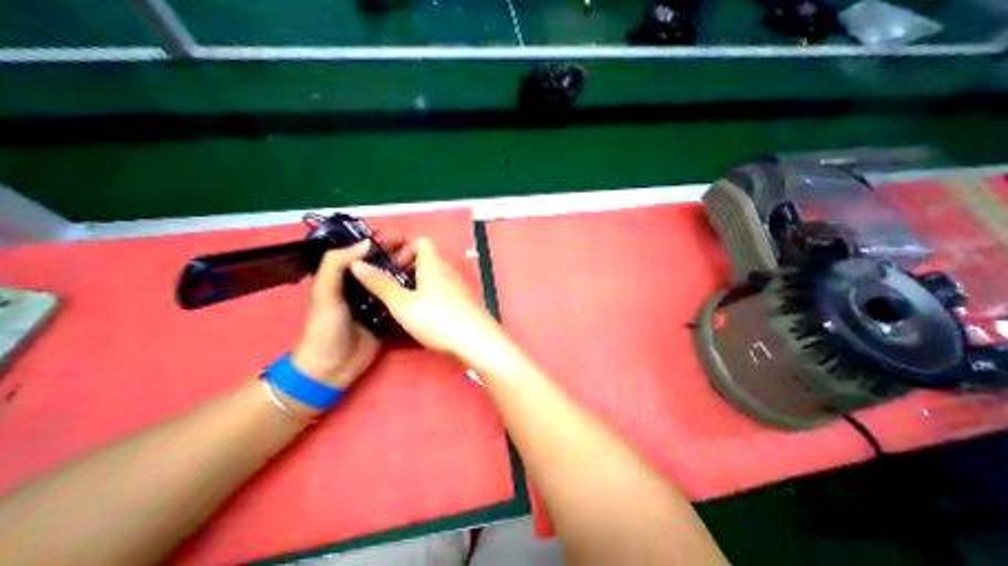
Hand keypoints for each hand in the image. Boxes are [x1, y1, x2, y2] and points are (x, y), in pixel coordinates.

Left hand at [292, 237, 416, 388]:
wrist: (333, 366)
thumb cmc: (325, 327)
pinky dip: (411, 291)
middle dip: (399, 255)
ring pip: (395, 281)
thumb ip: (337, 265)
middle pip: (384, 266)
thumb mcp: (325, 293)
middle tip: (419, 250)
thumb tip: (367, 242)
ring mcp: (378, 302)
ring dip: (408, 271)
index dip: (381, 244)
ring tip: (425, 263)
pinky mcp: (389, 316)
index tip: (400, 237)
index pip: (365, 254)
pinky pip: (401, 299)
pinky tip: (425, 285)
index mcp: (346, 278)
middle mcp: (363, 287)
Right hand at [348, 236, 502, 365]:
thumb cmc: (438, 320)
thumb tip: (356, 264)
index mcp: (434, 265)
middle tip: (391, 284)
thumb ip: (380, 284)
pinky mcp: (464, 300)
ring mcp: (459, 286)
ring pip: (434, 275)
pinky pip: (443, 288)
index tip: (389, 265)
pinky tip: (422, 312)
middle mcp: (448, 271)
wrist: (478, 341)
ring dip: (417, 282)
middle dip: (406, 267)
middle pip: (427, 258)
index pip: (420, 241)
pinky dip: (429, 293)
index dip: (403, 248)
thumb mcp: (403, 304)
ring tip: (402, 300)